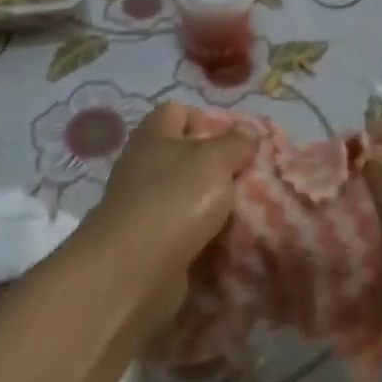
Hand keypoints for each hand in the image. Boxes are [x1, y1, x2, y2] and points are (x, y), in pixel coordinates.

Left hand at [79, 103, 258, 321]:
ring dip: (214, 204)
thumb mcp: (214, 160)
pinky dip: (204, 235)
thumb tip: (248, 133)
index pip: (177, 111)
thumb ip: (235, 143)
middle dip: (218, 166)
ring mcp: (144, 207)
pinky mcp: (150, 242)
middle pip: (185, 155)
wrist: (132, 270)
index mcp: (153, 136)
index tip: (235, 141)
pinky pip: (184, 231)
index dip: (206, 119)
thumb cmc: (174, 199)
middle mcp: (143, 166)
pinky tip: (229, 240)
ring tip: (247, 210)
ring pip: (187, 196)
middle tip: (249, 177)